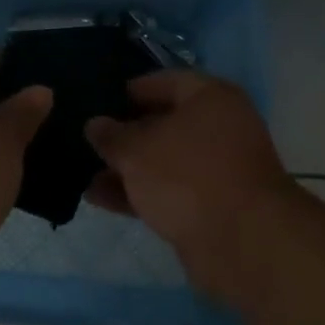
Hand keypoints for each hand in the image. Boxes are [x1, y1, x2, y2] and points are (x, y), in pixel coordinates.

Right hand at [85, 71, 297, 288]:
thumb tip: (95, 124)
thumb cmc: (187, 176)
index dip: (130, 90)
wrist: (241, 242)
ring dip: (126, 167)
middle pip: (164, 123)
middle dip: (125, 134)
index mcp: (210, 98)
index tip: (98, 101)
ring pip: (163, 161)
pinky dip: (137, 193)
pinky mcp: (211, 206)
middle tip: (86, 139)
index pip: (165, 81)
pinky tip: (99, 198)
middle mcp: (219, 128)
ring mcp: (217, 169)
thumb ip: (111, 135)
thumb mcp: (137, 150)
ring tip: (83, 173)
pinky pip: (167, 190)